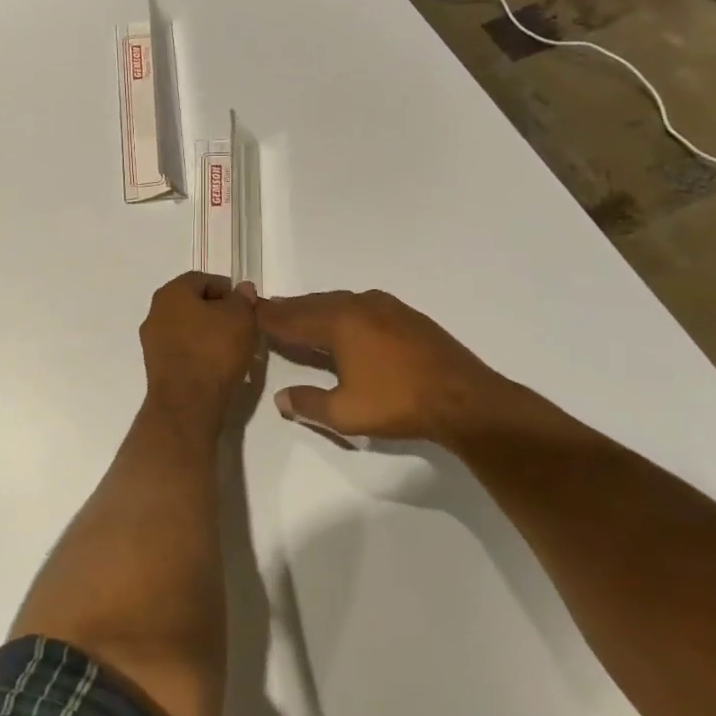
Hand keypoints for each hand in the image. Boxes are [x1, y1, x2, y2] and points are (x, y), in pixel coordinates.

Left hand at [139, 272, 259, 420]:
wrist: (187, 402)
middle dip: (217, 311)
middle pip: (192, 303)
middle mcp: (155, 311)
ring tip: (232, 347)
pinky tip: (216, 364)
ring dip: (207, 332)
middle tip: (242, 325)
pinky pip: (181, 349)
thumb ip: (242, 299)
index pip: (202, 279)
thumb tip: (241, 289)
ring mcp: (152, 340)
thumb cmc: (214, 350)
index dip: (227, 289)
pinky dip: (198, 351)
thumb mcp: (240, 318)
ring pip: (186, 327)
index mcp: (171, 292)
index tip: (246, 306)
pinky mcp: (155, 365)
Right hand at [254, 289, 526, 444]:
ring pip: (338, 302)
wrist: (466, 400)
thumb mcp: (344, 413)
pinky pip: (361, 305)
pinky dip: (341, 311)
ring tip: (300, 315)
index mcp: (338, 322)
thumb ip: (308, 403)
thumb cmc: (398, 404)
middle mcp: (358, 305)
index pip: (292, 318)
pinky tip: (343, 321)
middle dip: (289, 309)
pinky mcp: (406, 315)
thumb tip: (281, 398)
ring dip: (315, 308)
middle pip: (313, 304)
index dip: (268, 317)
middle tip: (268, 310)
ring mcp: (386, 307)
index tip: (249, 312)